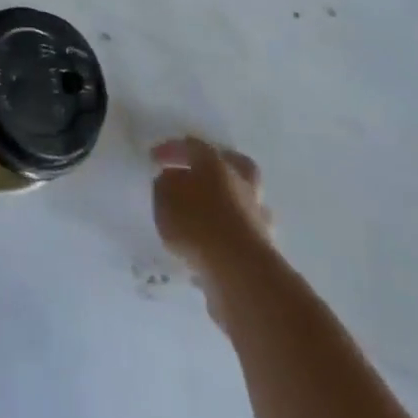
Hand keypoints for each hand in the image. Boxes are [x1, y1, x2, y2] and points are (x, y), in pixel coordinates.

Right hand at [151, 137, 273, 284]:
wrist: (239, 270)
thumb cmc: (196, 223)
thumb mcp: (165, 199)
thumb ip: (165, 185)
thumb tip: (171, 180)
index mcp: (215, 162)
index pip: (192, 146)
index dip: (171, 150)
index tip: (153, 158)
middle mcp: (241, 182)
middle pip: (231, 165)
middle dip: (212, 169)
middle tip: (194, 176)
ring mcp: (256, 213)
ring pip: (241, 199)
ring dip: (225, 203)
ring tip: (203, 217)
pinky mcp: (264, 245)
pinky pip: (241, 231)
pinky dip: (228, 234)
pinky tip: (212, 246)